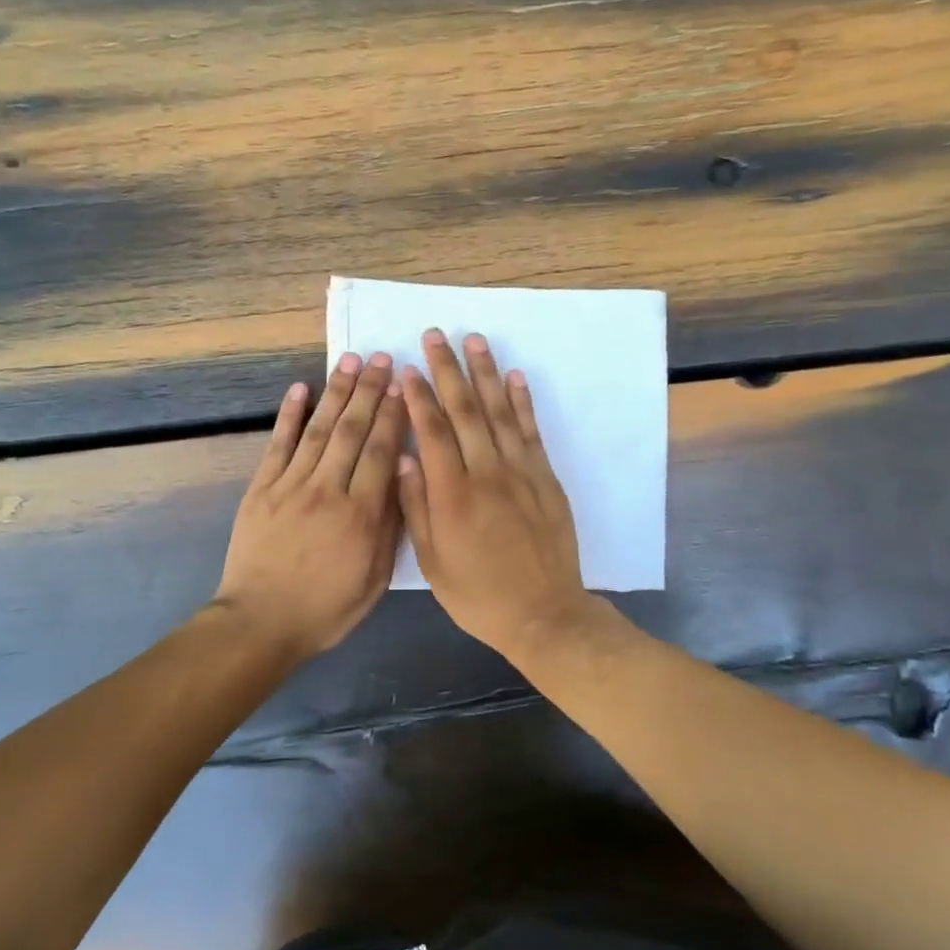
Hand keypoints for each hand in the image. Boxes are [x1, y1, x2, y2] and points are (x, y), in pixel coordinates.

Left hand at [214, 352, 407, 660]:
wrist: (260, 621)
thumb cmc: (326, 608)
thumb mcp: (373, 579)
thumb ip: (389, 528)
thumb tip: (400, 478)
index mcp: (361, 515)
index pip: (381, 451)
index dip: (394, 415)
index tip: (405, 385)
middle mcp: (327, 490)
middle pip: (352, 430)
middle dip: (370, 391)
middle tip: (383, 359)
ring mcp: (290, 485)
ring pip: (319, 429)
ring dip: (336, 392)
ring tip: (351, 361)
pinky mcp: (261, 488)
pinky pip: (278, 444)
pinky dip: (289, 415)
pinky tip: (300, 388)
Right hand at [397, 330, 597, 659]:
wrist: (543, 614)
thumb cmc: (478, 594)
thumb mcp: (432, 561)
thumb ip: (416, 506)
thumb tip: (403, 458)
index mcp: (452, 494)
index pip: (432, 431)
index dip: (418, 396)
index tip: (407, 368)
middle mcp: (486, 472)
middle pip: (464, 410)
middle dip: (447, 370)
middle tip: (435, 335)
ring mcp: (521, 472)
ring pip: (499, 412)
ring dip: (486, 373)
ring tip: (474, 341)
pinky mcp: (546, 478)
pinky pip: (532, 432)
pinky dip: (522, 402)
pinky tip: (515, 377)